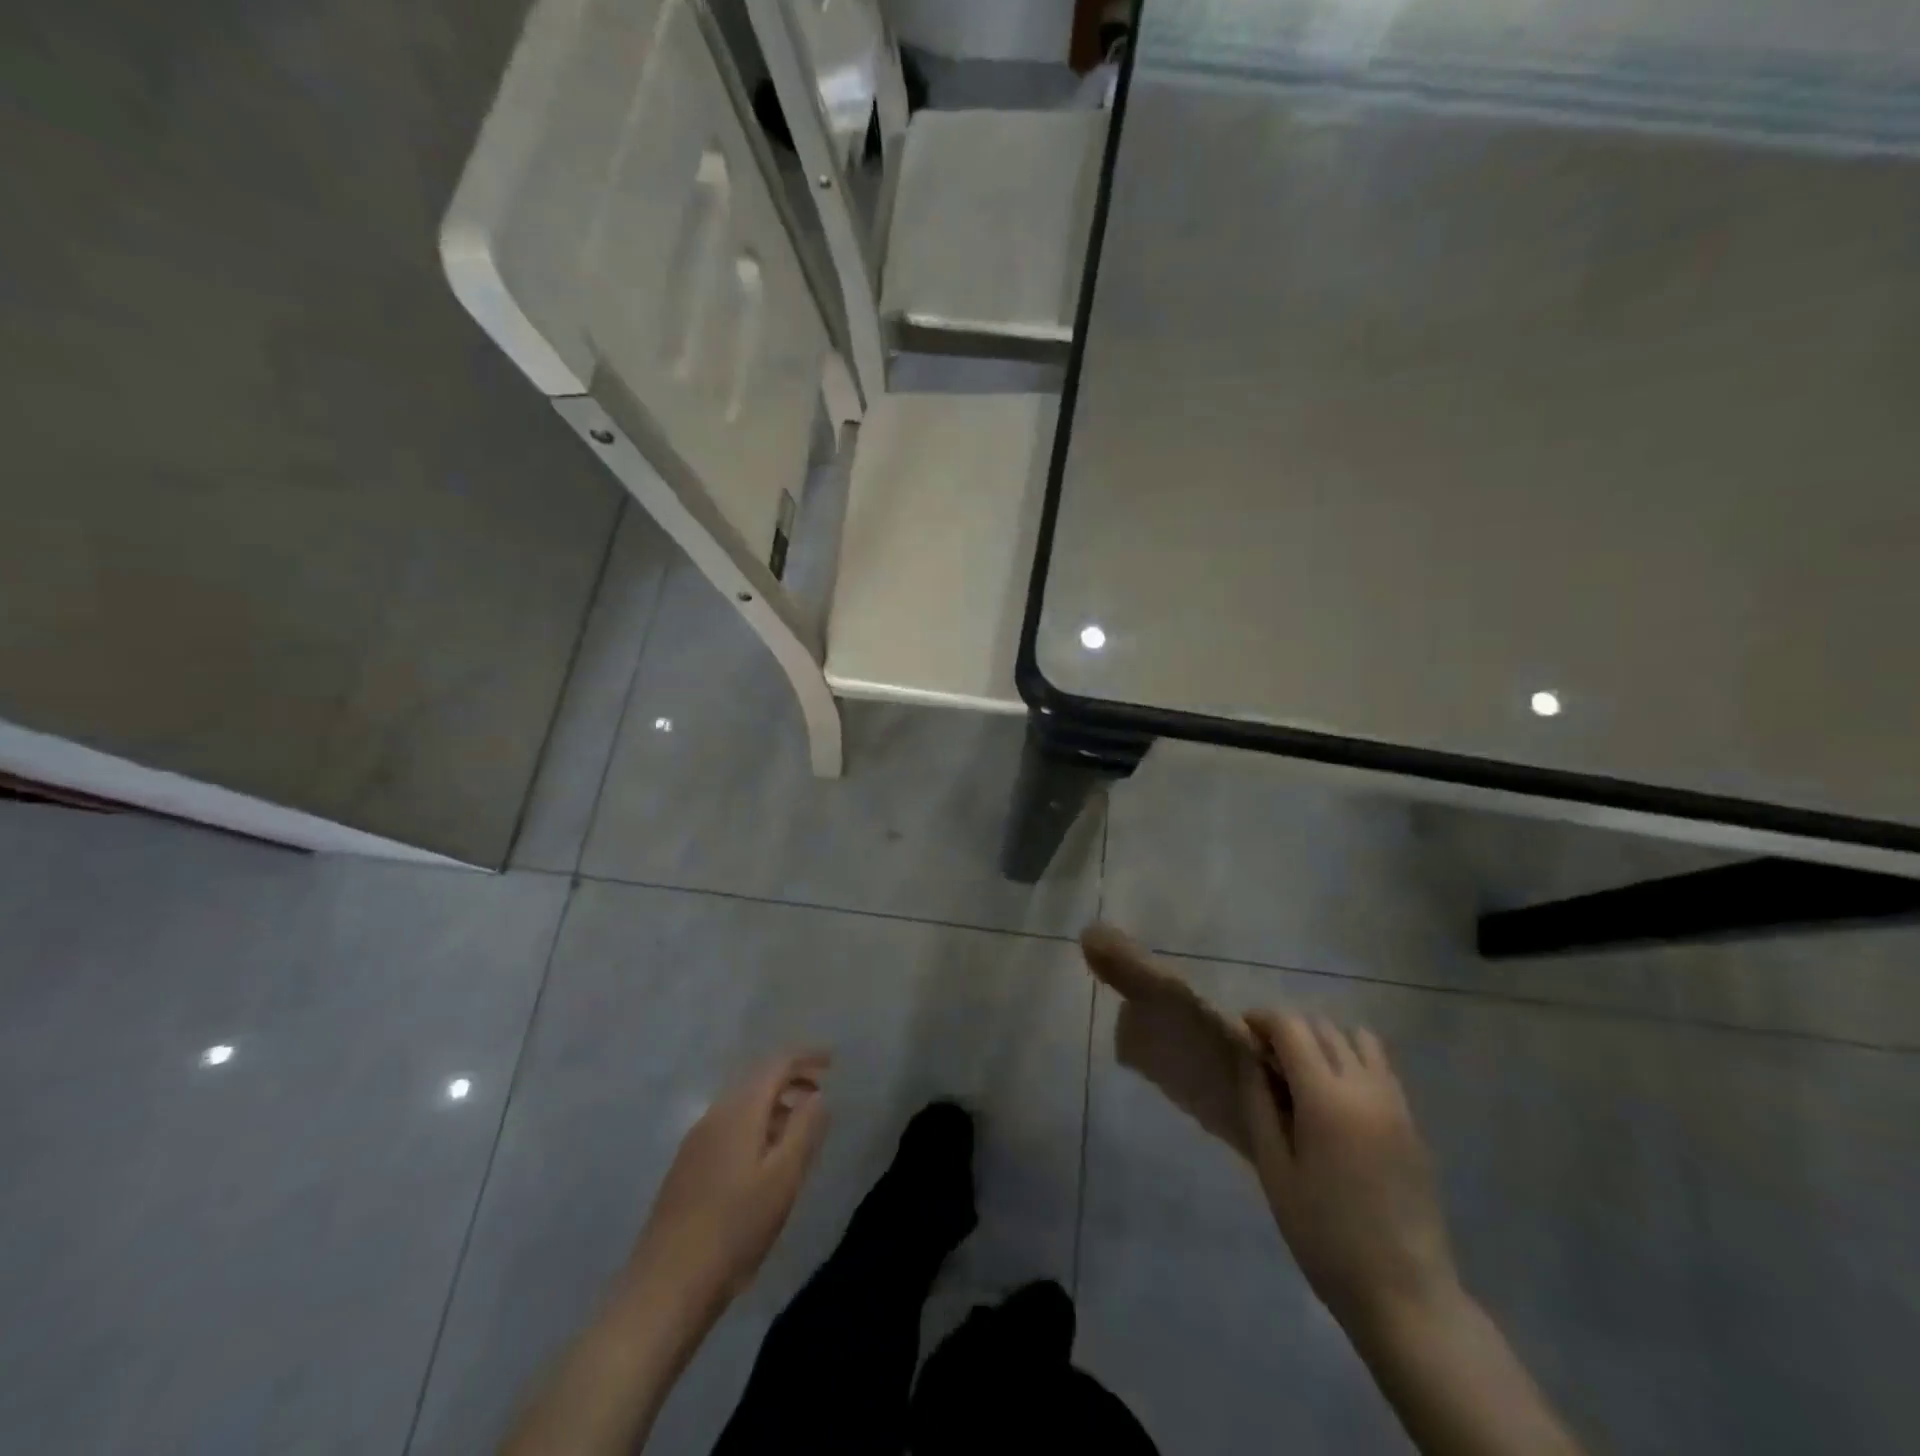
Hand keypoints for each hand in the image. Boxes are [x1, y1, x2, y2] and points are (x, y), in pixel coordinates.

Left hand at [626, 1052, 830, 1318]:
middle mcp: (714, 1116)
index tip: (833, 1063)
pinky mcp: (686, 1168)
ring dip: (774, 1106)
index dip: (806, 1058)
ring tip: (800, 1128)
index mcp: (739, 1111)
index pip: (776, 1065)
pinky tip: (765, 1159)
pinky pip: (728, 1128)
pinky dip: (755, 1127)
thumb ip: (804, 1130)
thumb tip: (818, 1095)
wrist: (665, 1287)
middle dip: (791, 1081)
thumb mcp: (783, 1179)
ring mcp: (695, 1142)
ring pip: (742, 1106)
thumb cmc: (734, 1229)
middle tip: (821, 1095)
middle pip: (757, 1081)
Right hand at [1238, 1012, 1459, 1335]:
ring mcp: (1395, 1102)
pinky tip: (1337, 1099)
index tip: (1243, 1032)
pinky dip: (1353, 1061)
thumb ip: (1258, 1104)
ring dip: (1326, 1041)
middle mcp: (1364, 1087)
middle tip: (1267, 1059)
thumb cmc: (1324, 1235)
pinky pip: (1380, 1066)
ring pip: (1358, 1039)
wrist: (1404, 1293)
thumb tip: (1250, 1057)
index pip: (1291, 1027)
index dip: (1262, 1019)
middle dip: (1290, 1030)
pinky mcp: (1412, 1122)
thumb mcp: (1274, 1170)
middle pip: (1323, 1027)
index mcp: (1326, 1098)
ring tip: (1305, 1074)